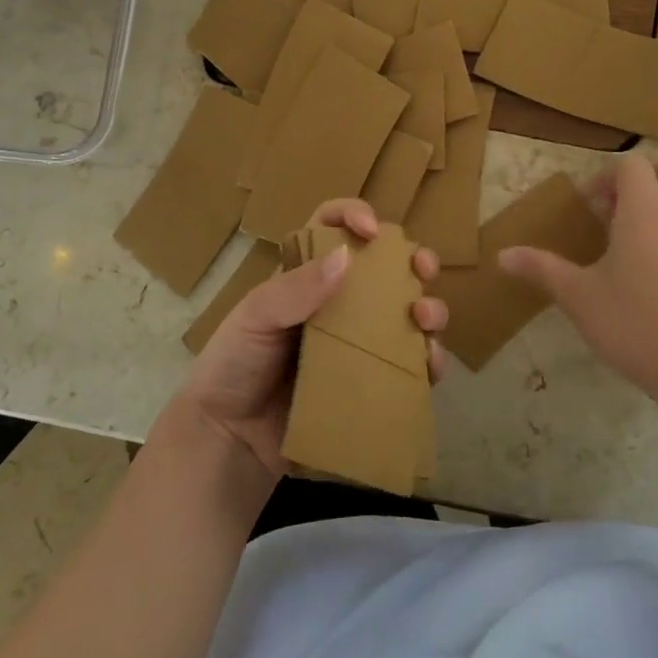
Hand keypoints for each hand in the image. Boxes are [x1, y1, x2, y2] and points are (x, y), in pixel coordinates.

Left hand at [173, 198, 447, 482]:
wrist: (227, 441)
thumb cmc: (233, 366)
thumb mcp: (255, 318)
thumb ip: (295, 289)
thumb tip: (347, 256)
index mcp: (307, 277)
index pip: (332, 228)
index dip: (354, 216)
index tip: (372, 230)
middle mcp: (340, 304)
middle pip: (386, 269)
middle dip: (414, 260)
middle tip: (424, 269)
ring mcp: (359, 344)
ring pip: (407, 315)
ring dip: (428, 308)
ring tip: (424, 318)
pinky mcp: (370, 383)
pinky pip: (410, 367)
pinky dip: (429, 360)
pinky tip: (430, 363)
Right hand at [498, 155, 657, 415]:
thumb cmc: (637, 325)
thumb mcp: (580, 298)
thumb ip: (542, 269)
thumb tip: (502, 256)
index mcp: (646, 210)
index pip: (633, 165)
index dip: (608, 177)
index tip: (592, 208)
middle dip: (648, 179)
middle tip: (622, 215)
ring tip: (649, 242)